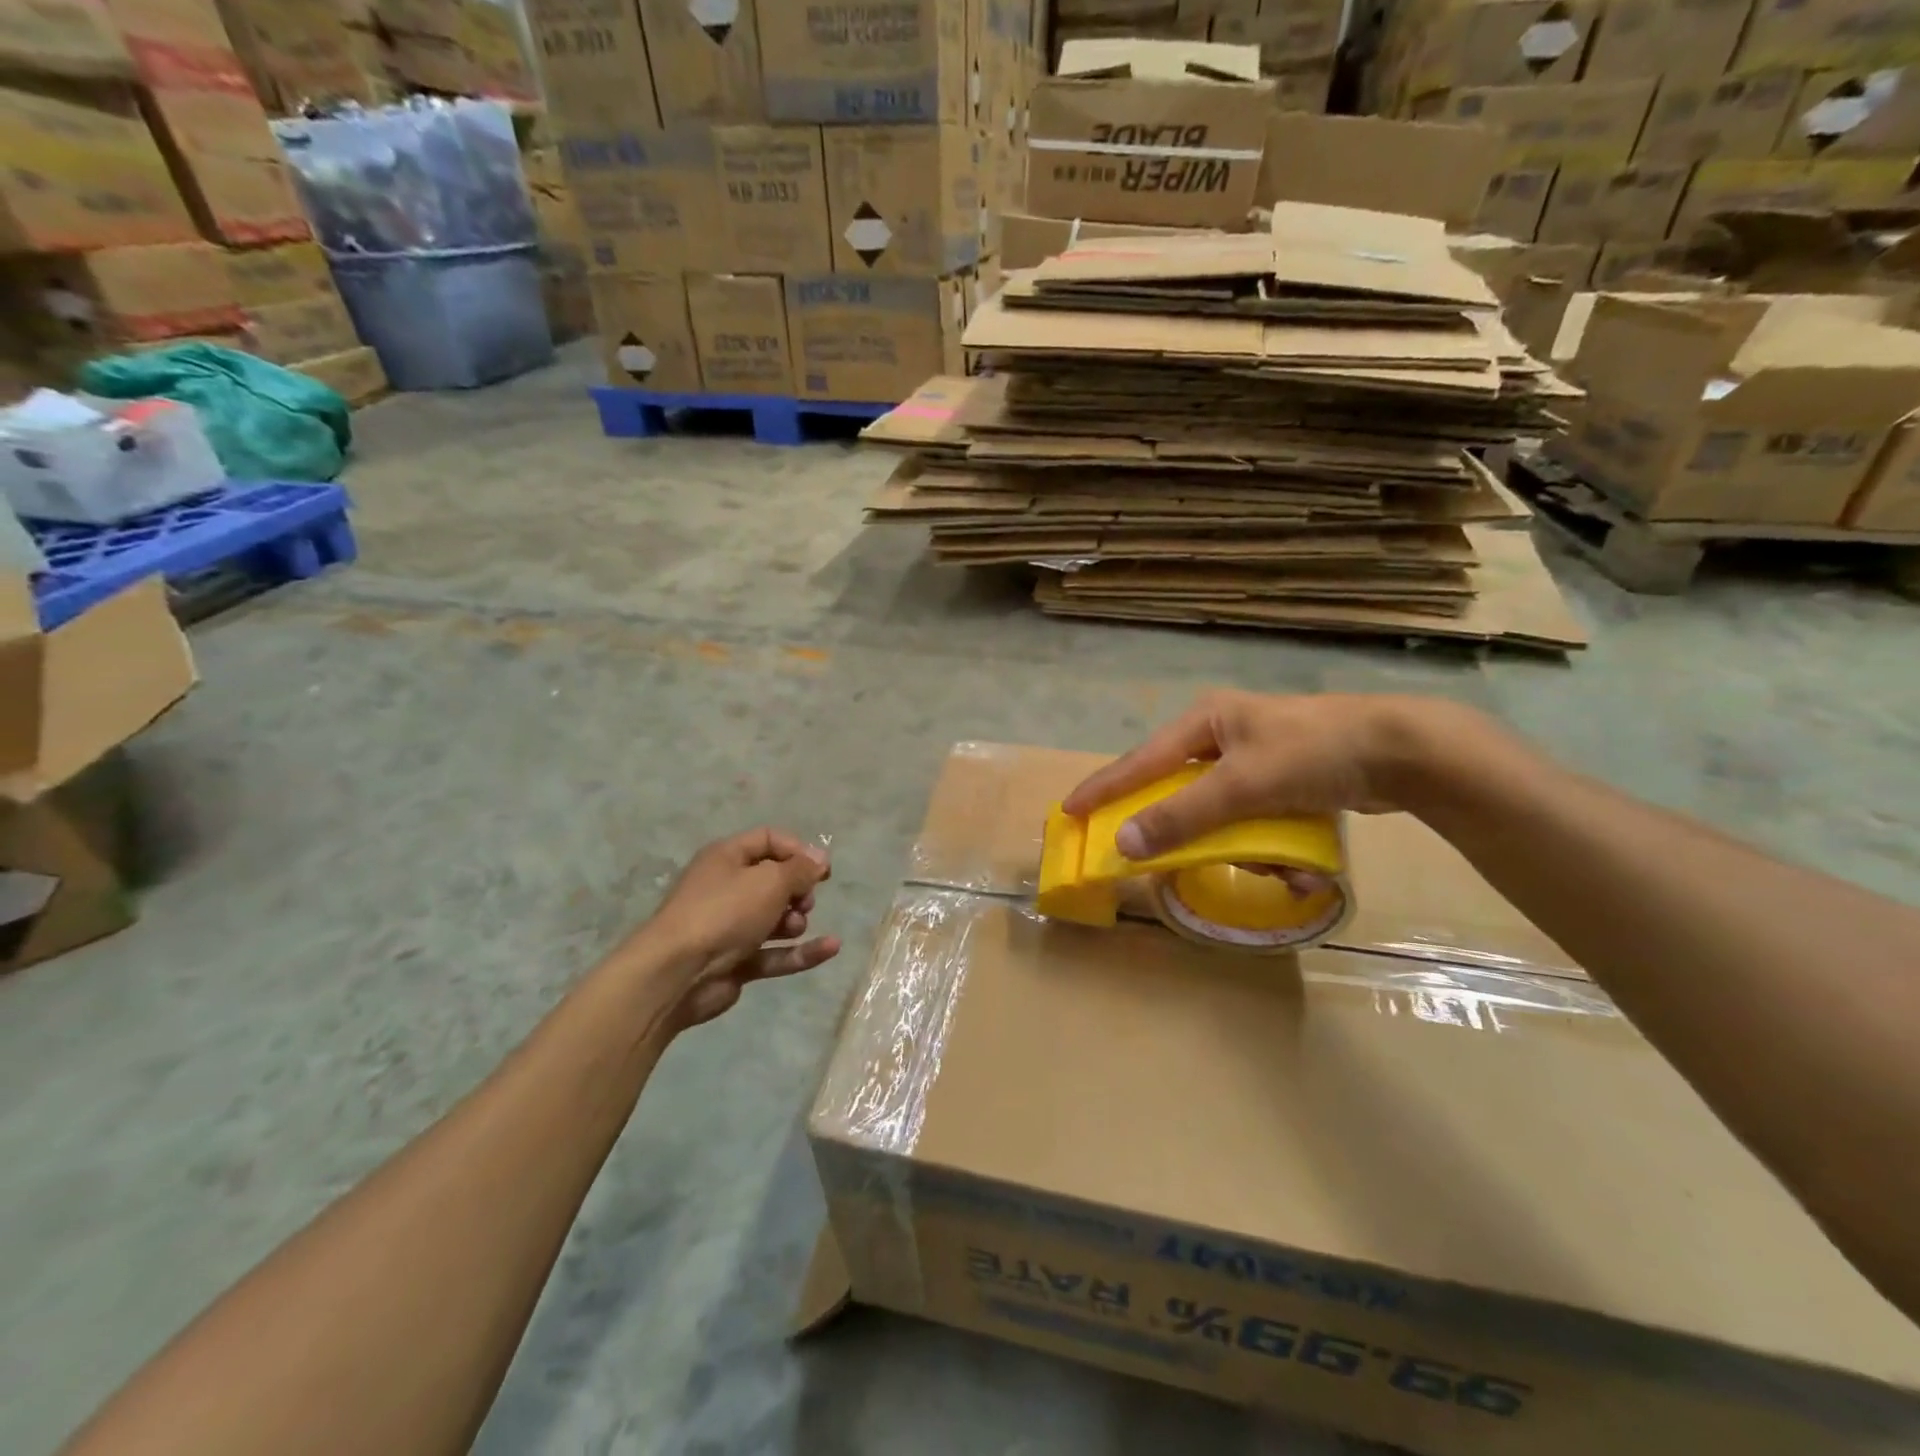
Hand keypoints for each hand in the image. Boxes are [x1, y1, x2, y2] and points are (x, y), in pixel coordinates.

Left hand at [639, 828, 840, 1028]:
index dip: (798, 851)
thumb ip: (801, 869)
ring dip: (796, 921)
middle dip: (798, 889)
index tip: (823, 869)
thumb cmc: (724, 912)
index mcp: (726, 857)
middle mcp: (726, 888)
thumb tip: (820, 858)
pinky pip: (775, 953)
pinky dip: (801, 952)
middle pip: (774, 880)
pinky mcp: (736, 962)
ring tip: (795, 926)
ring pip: (775, 918)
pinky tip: (832, 947)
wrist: (677, 974)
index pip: (769, 840)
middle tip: (805, 900)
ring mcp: (731, 927)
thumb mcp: (770, 880)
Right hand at [1062, 691, 1490, 860]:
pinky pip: (1252, 816)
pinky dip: (1264, 841)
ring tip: (1270, 862)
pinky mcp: (1283, 778)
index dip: (1103, 787)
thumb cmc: (1311, 754)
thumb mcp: (1241, 785)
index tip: (1069, 811)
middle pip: (1177, 787)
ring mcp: (1255, 756)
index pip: (1139, 760)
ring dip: (1235, 842)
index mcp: (1204, 720)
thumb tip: (1123, 842)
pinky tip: (1293, 862)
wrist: (1402, 752)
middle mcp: (1223, 734)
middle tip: (1152, 853)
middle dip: (1179, 825)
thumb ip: (1181, 815)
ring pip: (1218, 809)